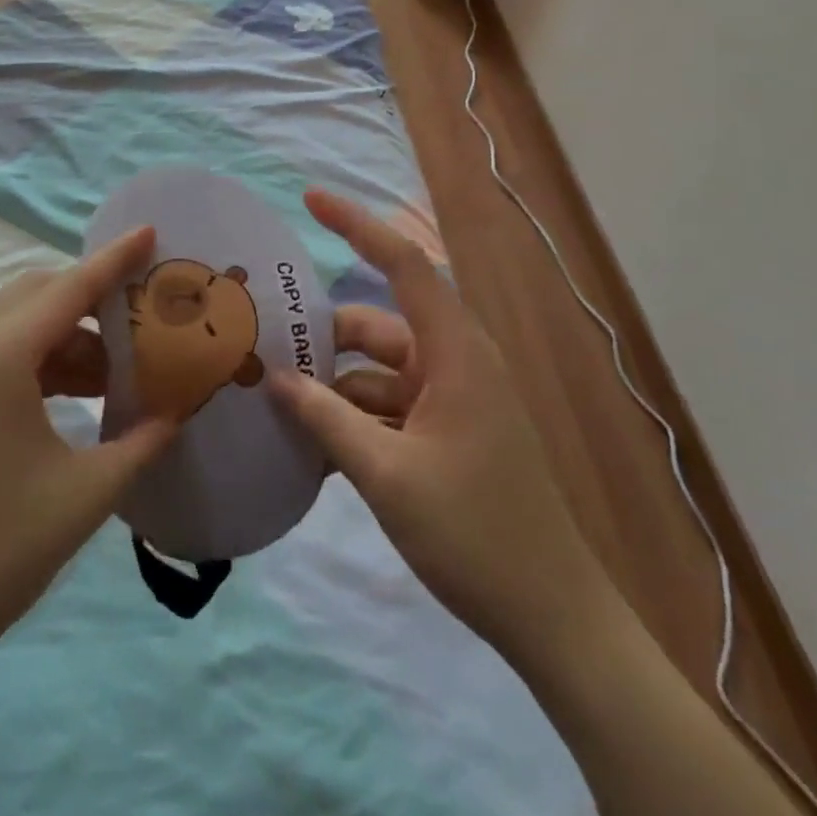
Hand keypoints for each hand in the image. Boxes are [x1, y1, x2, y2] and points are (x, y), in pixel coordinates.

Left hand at [0, 229, 175, 679]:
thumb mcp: (83, 496)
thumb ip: (139, 445)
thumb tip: (174, 416)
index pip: (70, 287)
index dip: (115, 258)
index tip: (149, 230)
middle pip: (39, 294)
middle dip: (92, 298)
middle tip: (141, 317)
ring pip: (18, 327)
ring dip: (68, 337)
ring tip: (116, 373)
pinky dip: (41, 363)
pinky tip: (74, 398)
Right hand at [269, 190, 603, 659]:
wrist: (554, 619)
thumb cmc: (475, 534)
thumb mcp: (387, 475)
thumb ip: (326, 420)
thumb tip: (277, 378)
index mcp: (454, 351)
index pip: (402, 264)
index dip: (357, 224)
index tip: (310, 198)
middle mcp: (454, 362)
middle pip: (376, 327)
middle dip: (323, 337)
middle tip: (263, 346)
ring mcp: (453, 399)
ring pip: (377, 372)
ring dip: (334, 387)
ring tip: (276, 403)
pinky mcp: (448, 432)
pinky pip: (389, 407)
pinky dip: (354, 418)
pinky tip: (311, 444)